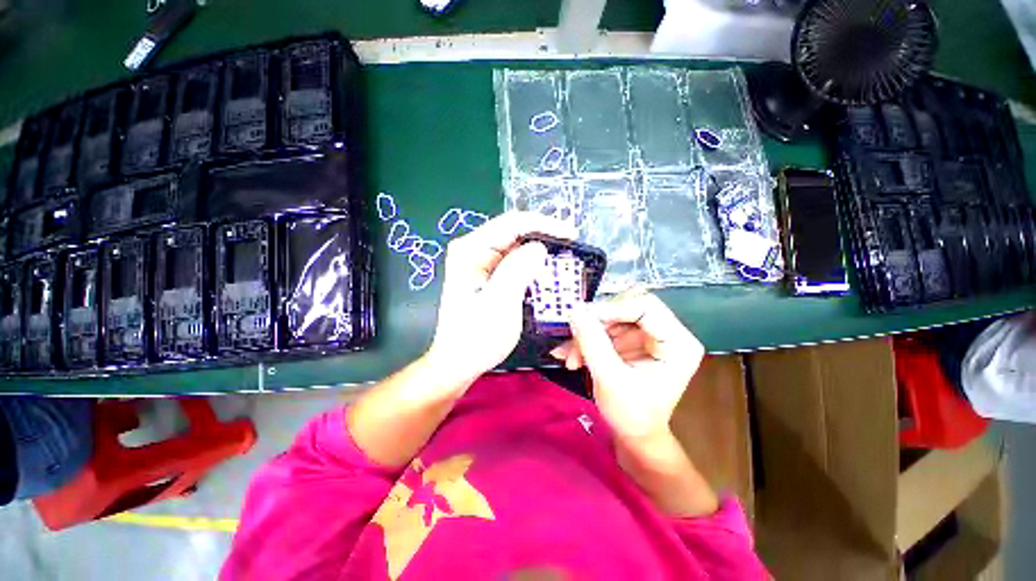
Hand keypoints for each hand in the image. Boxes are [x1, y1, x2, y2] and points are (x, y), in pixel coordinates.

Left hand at [426, 212, 576, 387]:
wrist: (459, 362)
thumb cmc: (476, 337)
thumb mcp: (499, 304)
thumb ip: (517, 271)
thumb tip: (539, 247)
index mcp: (470, 250)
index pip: (512, 224)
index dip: (545, 225)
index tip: (571, 235)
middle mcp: (473, 250)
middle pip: (514, 232)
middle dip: (544, 238)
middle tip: (571, 250)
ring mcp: (479, 262)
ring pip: (516, 247)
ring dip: (539, 253)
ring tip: (563, 261)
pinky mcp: (486, 274)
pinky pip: (513, 262)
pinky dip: (532, 266)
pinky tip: (545, 273)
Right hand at [553, 292, 704, 440]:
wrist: (634, 434)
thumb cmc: (631, 414)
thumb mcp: (610, 379)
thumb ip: (592, 343)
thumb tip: (574, 310)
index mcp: (677, 343)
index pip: (646, 306)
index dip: (612, 307)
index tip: (582, 319)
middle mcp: (667, 332)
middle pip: (627, 305)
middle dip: (597, 321)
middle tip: (576, 336)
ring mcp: (648, 334)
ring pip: (612, 315)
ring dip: (588, 332)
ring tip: (571, 356)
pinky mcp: (632, 339)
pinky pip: (606, 326)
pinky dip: (588, 338)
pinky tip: (573, 356)